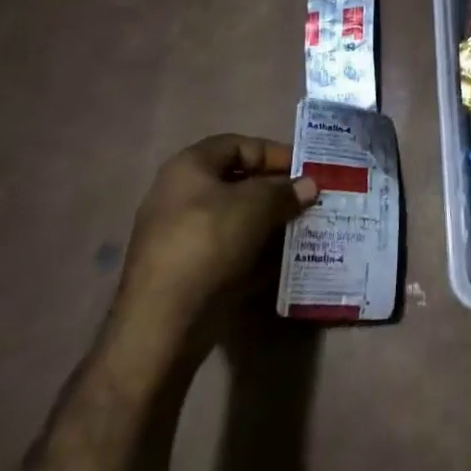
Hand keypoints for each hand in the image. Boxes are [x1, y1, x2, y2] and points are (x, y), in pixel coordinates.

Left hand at [115, 135, 318, 336]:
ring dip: (266, 223)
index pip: (239, 145)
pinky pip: (225, 251)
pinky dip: (252, 253)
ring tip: (299, 231)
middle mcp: (178, 195)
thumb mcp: (256, 207)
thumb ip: (285, 191)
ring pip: (233, 219)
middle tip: (306, 201)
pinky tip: (278, 263)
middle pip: (236, 183)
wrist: (161, 325)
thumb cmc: (208, 244)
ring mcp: (178, 236)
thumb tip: (309, 185)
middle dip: (274, 191)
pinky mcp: (183, 272)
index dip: (274, 153)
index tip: (305, 170)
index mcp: (189, 167)